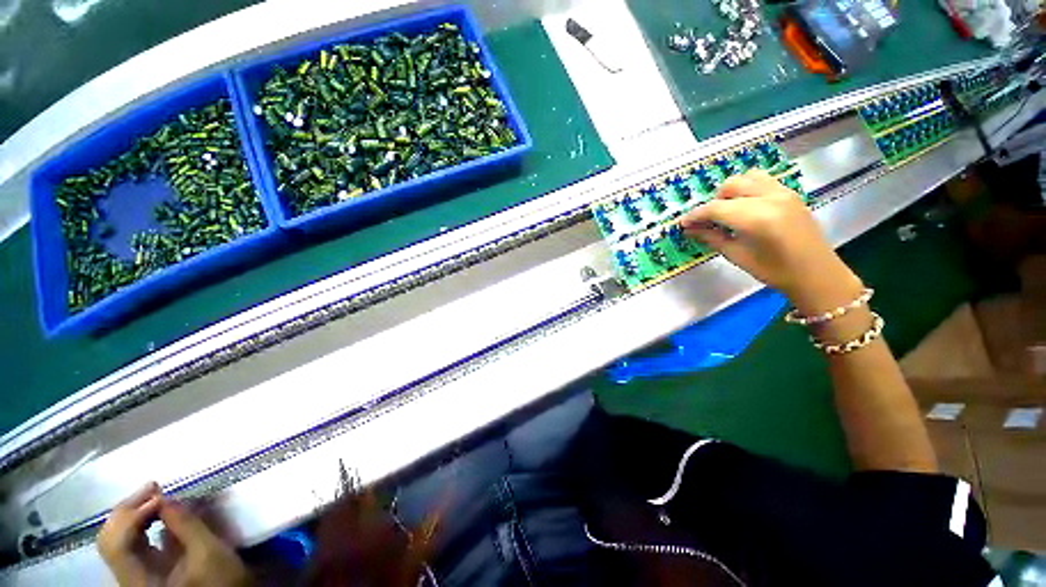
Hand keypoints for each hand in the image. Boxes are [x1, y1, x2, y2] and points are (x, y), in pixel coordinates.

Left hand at [98, 483, 251, 586]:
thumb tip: (166, 498)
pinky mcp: (143, 569)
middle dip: (129, 509)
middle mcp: (127, 577)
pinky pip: (129, 542)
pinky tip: (156, 511)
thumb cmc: (220, 579)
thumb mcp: (209, 552)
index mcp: (138, 580)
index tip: (160, 495)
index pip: (117, 544)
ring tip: (155, 495)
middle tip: (154, 487)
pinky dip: (139, 523)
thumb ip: (187, 526)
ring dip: (133, 513)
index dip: (133, 516)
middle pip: (110, 539)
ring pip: (116, 538)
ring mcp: (133, 573)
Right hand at [680, 170, 863, 313]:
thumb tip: (688, 229)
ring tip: (728, 210)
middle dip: (714, 202)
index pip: (716, 208)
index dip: (696, 215)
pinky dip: (748, 188)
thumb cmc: (773, 270)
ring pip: (747, 177)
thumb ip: (711, 237)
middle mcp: (770, 198)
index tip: (683, 223)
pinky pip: (763, 180)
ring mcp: (783, 192)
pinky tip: (745, 206)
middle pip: (730, 186)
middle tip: (708, 221)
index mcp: (756, 218)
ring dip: (731, 190)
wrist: (815, 273)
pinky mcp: (790, 193)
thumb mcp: (737, 256)